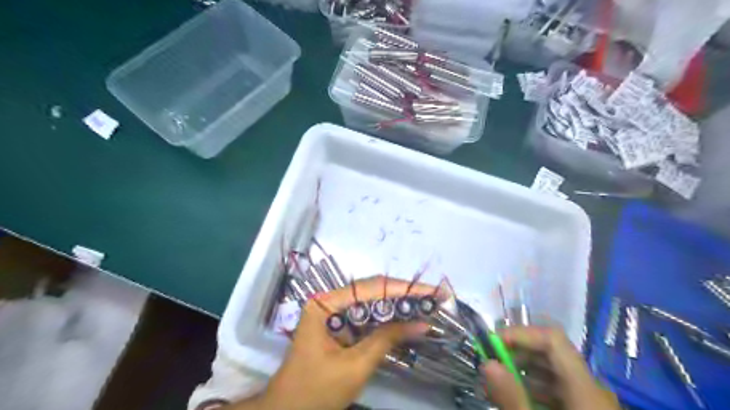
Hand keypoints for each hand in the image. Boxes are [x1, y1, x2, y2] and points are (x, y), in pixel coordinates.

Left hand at [236, 276, 434, 409]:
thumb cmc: (316, 390)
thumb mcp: (355, 365)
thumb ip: (387, 339)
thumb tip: (422, 323)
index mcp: (326, 303)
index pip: (370, 288)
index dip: (403, 289)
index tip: (431, 291)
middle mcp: (330, 301)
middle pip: (372, 292)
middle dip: (404, 295)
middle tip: (434, 297)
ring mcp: (333, 312)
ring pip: (371, 303)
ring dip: (398, 306)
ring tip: (426, 305)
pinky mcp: (339, 325)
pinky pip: (366, 317)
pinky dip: (387, 320)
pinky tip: (406, 320)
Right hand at [480, 327, 621, 408]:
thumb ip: (512, 399)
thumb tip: (487, 363)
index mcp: (586, 390)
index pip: (553, 340)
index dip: (521, 334)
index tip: (492, 345)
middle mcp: (592, 390)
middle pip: (551, 354)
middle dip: (516, 354)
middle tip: (489, 367)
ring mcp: (591, 404)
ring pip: (552, 372)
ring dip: (522, 372)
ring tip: (497, 387)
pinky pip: (557, 391)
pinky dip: (533, 390)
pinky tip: (517, 403)